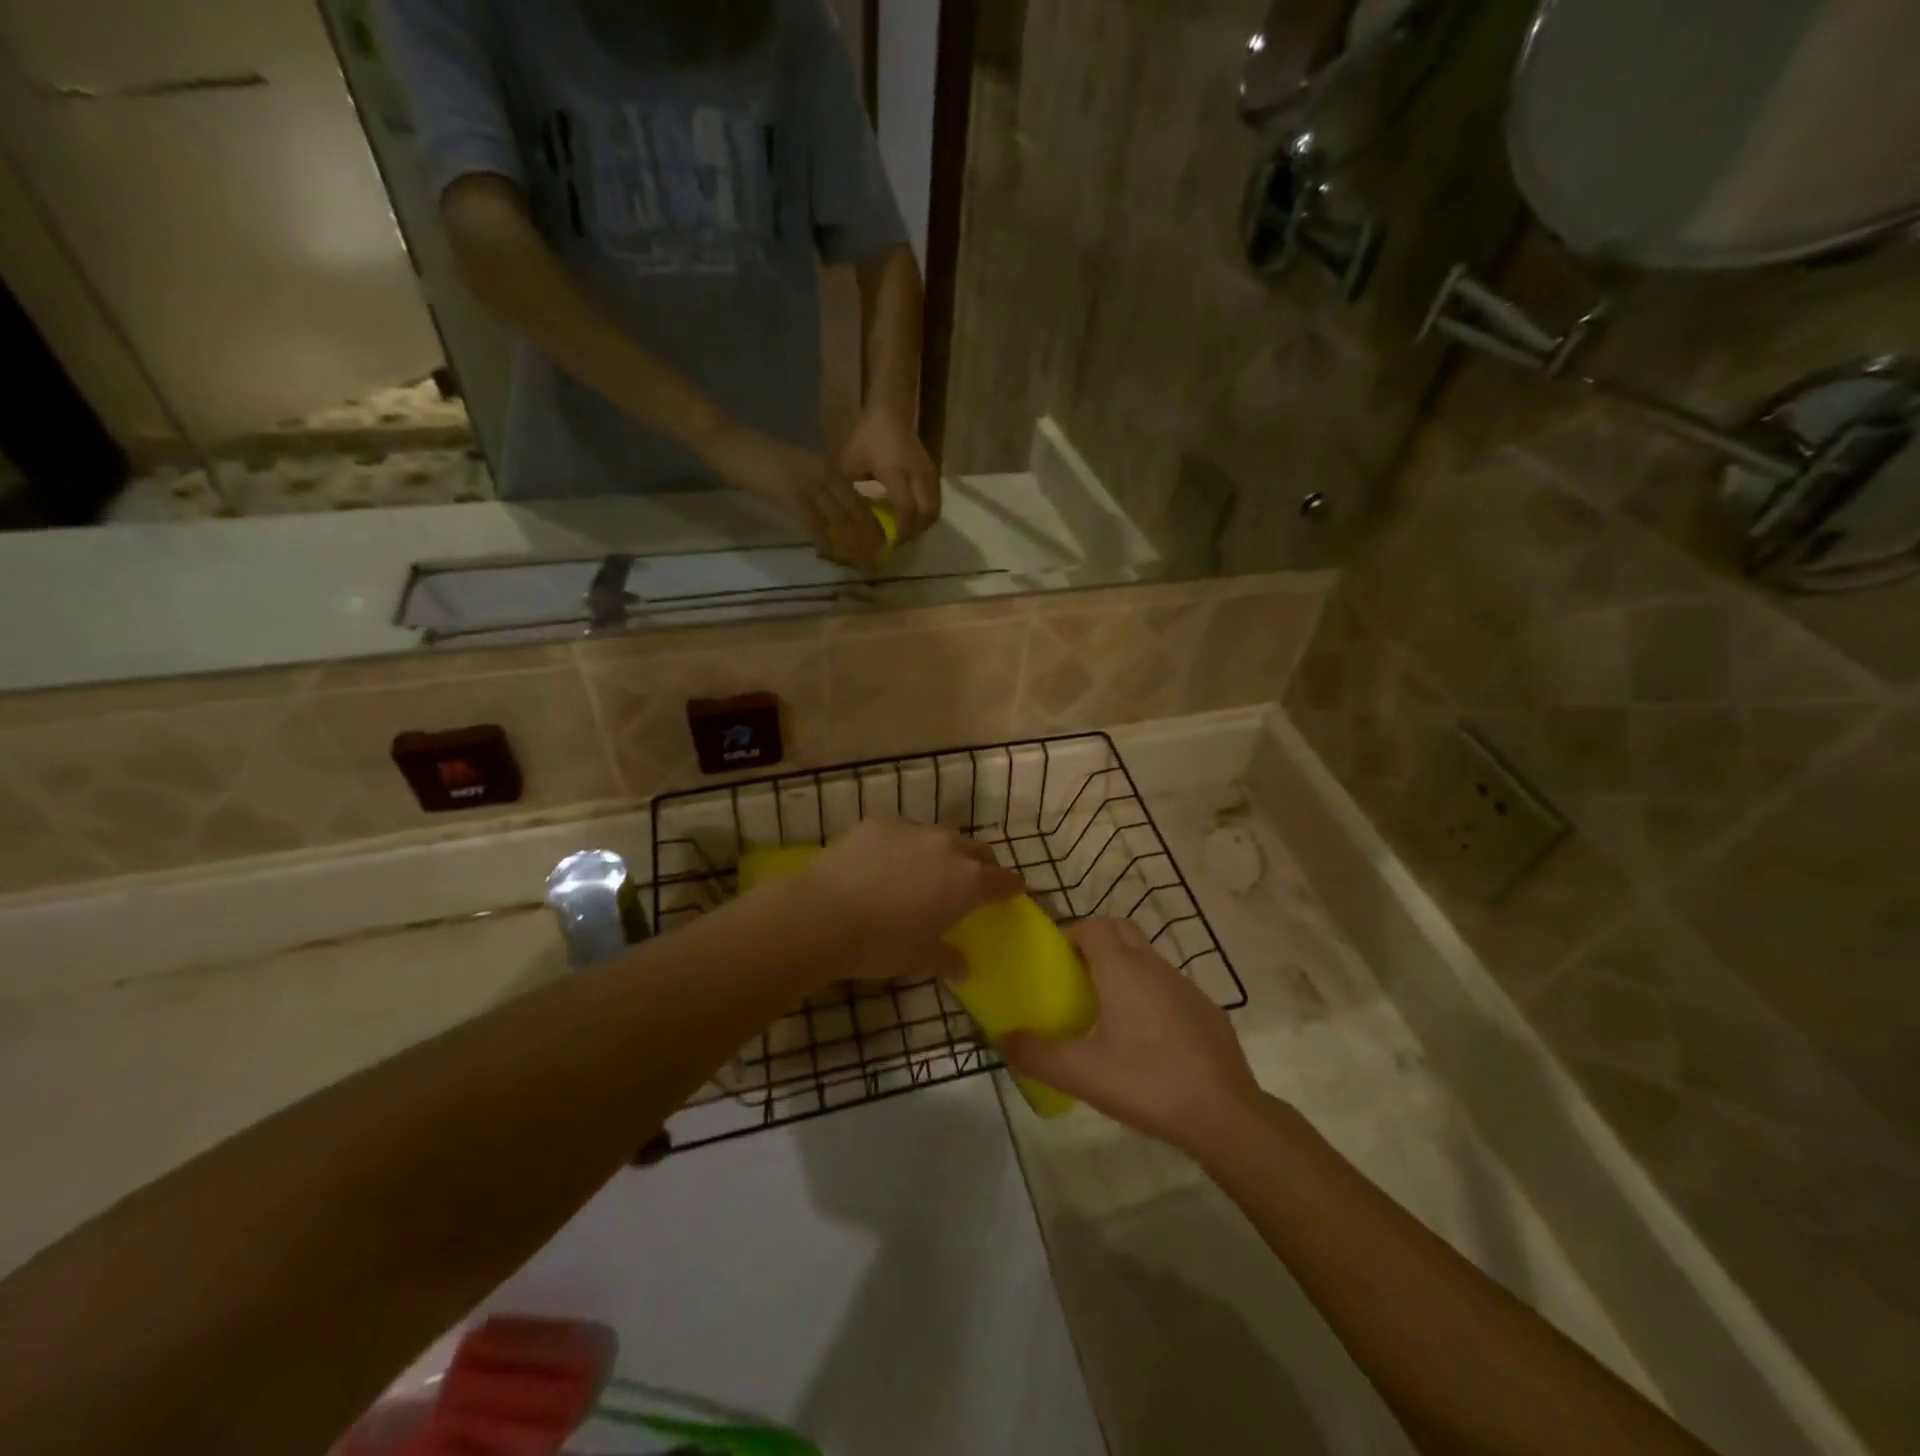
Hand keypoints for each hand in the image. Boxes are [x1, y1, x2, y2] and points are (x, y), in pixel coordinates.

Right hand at [694, 418, 886, 567]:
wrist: (731, 442)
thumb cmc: (761, 459)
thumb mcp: (799, 471)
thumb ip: (818, 490)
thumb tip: (833, 517)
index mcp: (830, 467)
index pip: (860, 498)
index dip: (873, 524)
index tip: (881, 545)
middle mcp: (826, 473)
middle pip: (858, 511)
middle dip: (870, 539)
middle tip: (875, 561)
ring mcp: (809, 483)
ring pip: (842, 519)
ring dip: (853, 545)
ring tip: (860, 564)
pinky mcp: (791, 495)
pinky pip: (815, 523)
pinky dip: (824, 541)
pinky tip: (829, 554)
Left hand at [801, 820, 1022, 983]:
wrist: (822, 914)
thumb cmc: (880, 945)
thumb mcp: (918, 960)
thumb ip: (947, 960)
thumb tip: (963, 966)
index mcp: (967, 882)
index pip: (1004, 880)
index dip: (1011, 887)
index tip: (1013, 892)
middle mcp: (948, 847)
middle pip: (977, 850)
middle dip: (980, 865)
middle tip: (970, 883)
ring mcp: (913, 829)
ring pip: (940, 836)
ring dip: (941, 852)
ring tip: (924, 872)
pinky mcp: (879, 822)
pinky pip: (903, 831)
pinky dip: (903, 845)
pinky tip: (883, 864)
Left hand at [836, 408, 939, 542]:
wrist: (891, 412)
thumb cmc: (867, 436)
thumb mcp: (850, 462)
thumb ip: (850, 490)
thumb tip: (847, 518)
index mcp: (896, 473)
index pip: (906, 510)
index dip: (900, 531)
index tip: (889, 543)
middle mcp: (917, 475)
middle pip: (927, 515)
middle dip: (915, 533)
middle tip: (898, 542)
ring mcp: (929, 474)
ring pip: (935, 510)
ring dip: (922, 526)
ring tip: (905, 533)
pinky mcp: (933, 474)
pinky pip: (936, 501)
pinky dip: (926, 515)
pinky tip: (911, 518)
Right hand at [1002, 920, 1262, 1149]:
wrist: (1225, 1114)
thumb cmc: (1146, 1082)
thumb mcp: (1081, 1074)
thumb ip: (1036, 1055)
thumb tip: (1004, 1039)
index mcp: (1122, 970)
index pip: (1093, 927)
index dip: (1070, 934)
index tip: (1053, 959)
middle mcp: (1154, 966)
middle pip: (1121, 931)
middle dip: (1095, 942)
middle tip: (1075, 976)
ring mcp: (1186, 986)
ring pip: (1147, 959)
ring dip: (1123, 969)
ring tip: (1105, 1010)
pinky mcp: (1207, 1011)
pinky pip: (1169, 987)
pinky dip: (1150, 995)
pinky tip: (1146, 1039)